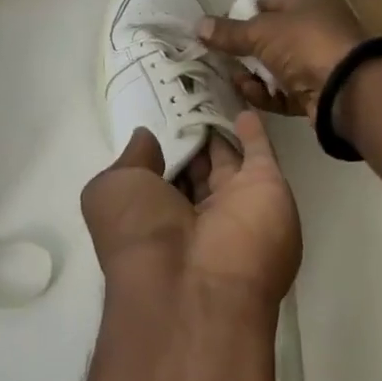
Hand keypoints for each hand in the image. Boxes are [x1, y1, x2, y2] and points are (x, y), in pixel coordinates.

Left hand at [80, 112, 300, 311]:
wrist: (197, 286)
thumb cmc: (140, 234)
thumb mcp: (114, 190)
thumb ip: (132, 158)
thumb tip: (145, 136)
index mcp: (156, 216)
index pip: (159, 176)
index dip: (160, 149)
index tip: (158, 115)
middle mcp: (195, 214)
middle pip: (195, 168)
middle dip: (192, 138)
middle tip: (187, 97)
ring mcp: (234, 203)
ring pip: (226, 160)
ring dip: (220, 131)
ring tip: (213, 94)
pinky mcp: (267, 190)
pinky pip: (261, 154)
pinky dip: (255, 133)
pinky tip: (244, 108)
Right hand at [198, 0, 364, 119]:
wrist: (348, 89)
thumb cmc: (305, 43)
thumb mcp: (260, 31)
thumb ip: (228, 32)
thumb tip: (197, 25)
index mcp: (306, 0)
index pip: (265, 4)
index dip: (240, 17)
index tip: (217, 33)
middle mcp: (314, 26)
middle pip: (268, 38)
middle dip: (243, 51)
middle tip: (219, 59)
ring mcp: (317, 60)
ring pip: (273, 67)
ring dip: (252, 75)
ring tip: (235, 80)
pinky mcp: (316, 91)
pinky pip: (283, 91)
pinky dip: (266, 94)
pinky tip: (251, 94)